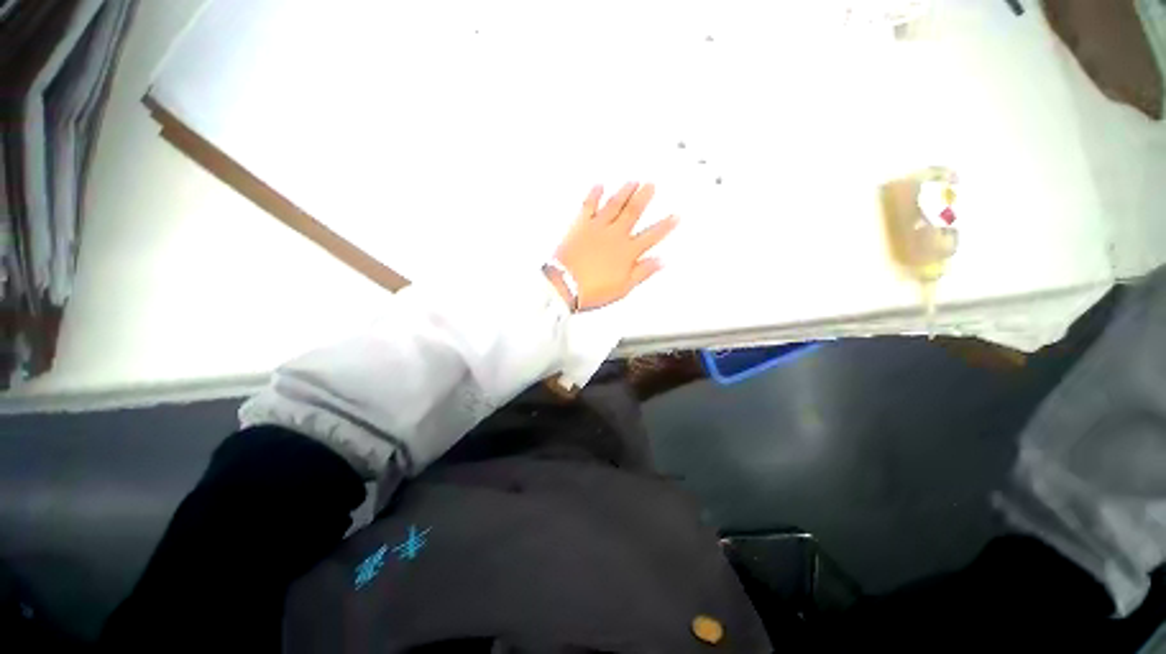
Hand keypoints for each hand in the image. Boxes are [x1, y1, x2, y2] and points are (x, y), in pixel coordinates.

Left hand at [551, 182, 677, 310]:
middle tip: (651, 185)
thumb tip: (659, 262)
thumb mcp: (623, 287)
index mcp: (627, 252)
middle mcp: (614, 235)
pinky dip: (594, 195)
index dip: (664, 226)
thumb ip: (642, 272)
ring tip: (633, 182)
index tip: (675, 217)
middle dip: (644, 198)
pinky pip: (588, 205)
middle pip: (633, 212)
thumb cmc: (593, 289)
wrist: (565, 284)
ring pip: (614, 205)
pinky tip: (599, 186)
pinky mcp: (580, 225)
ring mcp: (597, 228)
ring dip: (625, 192)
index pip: (651, 236)